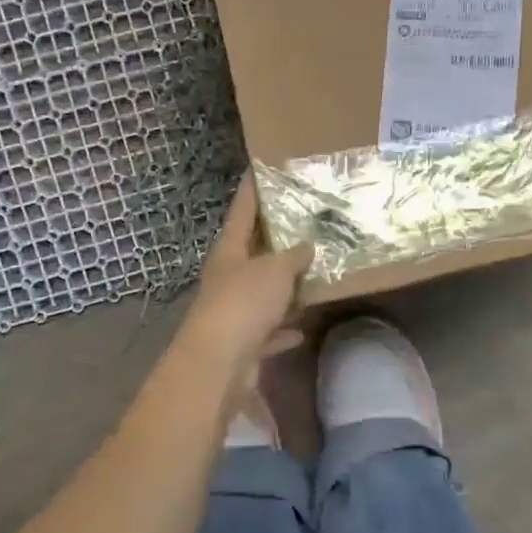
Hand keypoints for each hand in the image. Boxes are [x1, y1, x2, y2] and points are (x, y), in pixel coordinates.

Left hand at [179, 176, 313, 383]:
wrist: (219, 363)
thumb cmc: (244, 303)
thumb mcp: (275, 271)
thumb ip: (293, 256)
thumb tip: (307, 246)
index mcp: (230, 251)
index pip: (242, 210)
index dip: (252, 189)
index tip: (262, 168)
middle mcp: (228, 277)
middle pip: (252, 251)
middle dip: (276, 240)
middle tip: (305, 223)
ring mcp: (233, 311)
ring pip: (262, 293)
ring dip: (283, 288)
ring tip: (312, 274)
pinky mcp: (243, 343)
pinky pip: (268, 330)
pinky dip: (282, 329)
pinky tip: (300, 327)